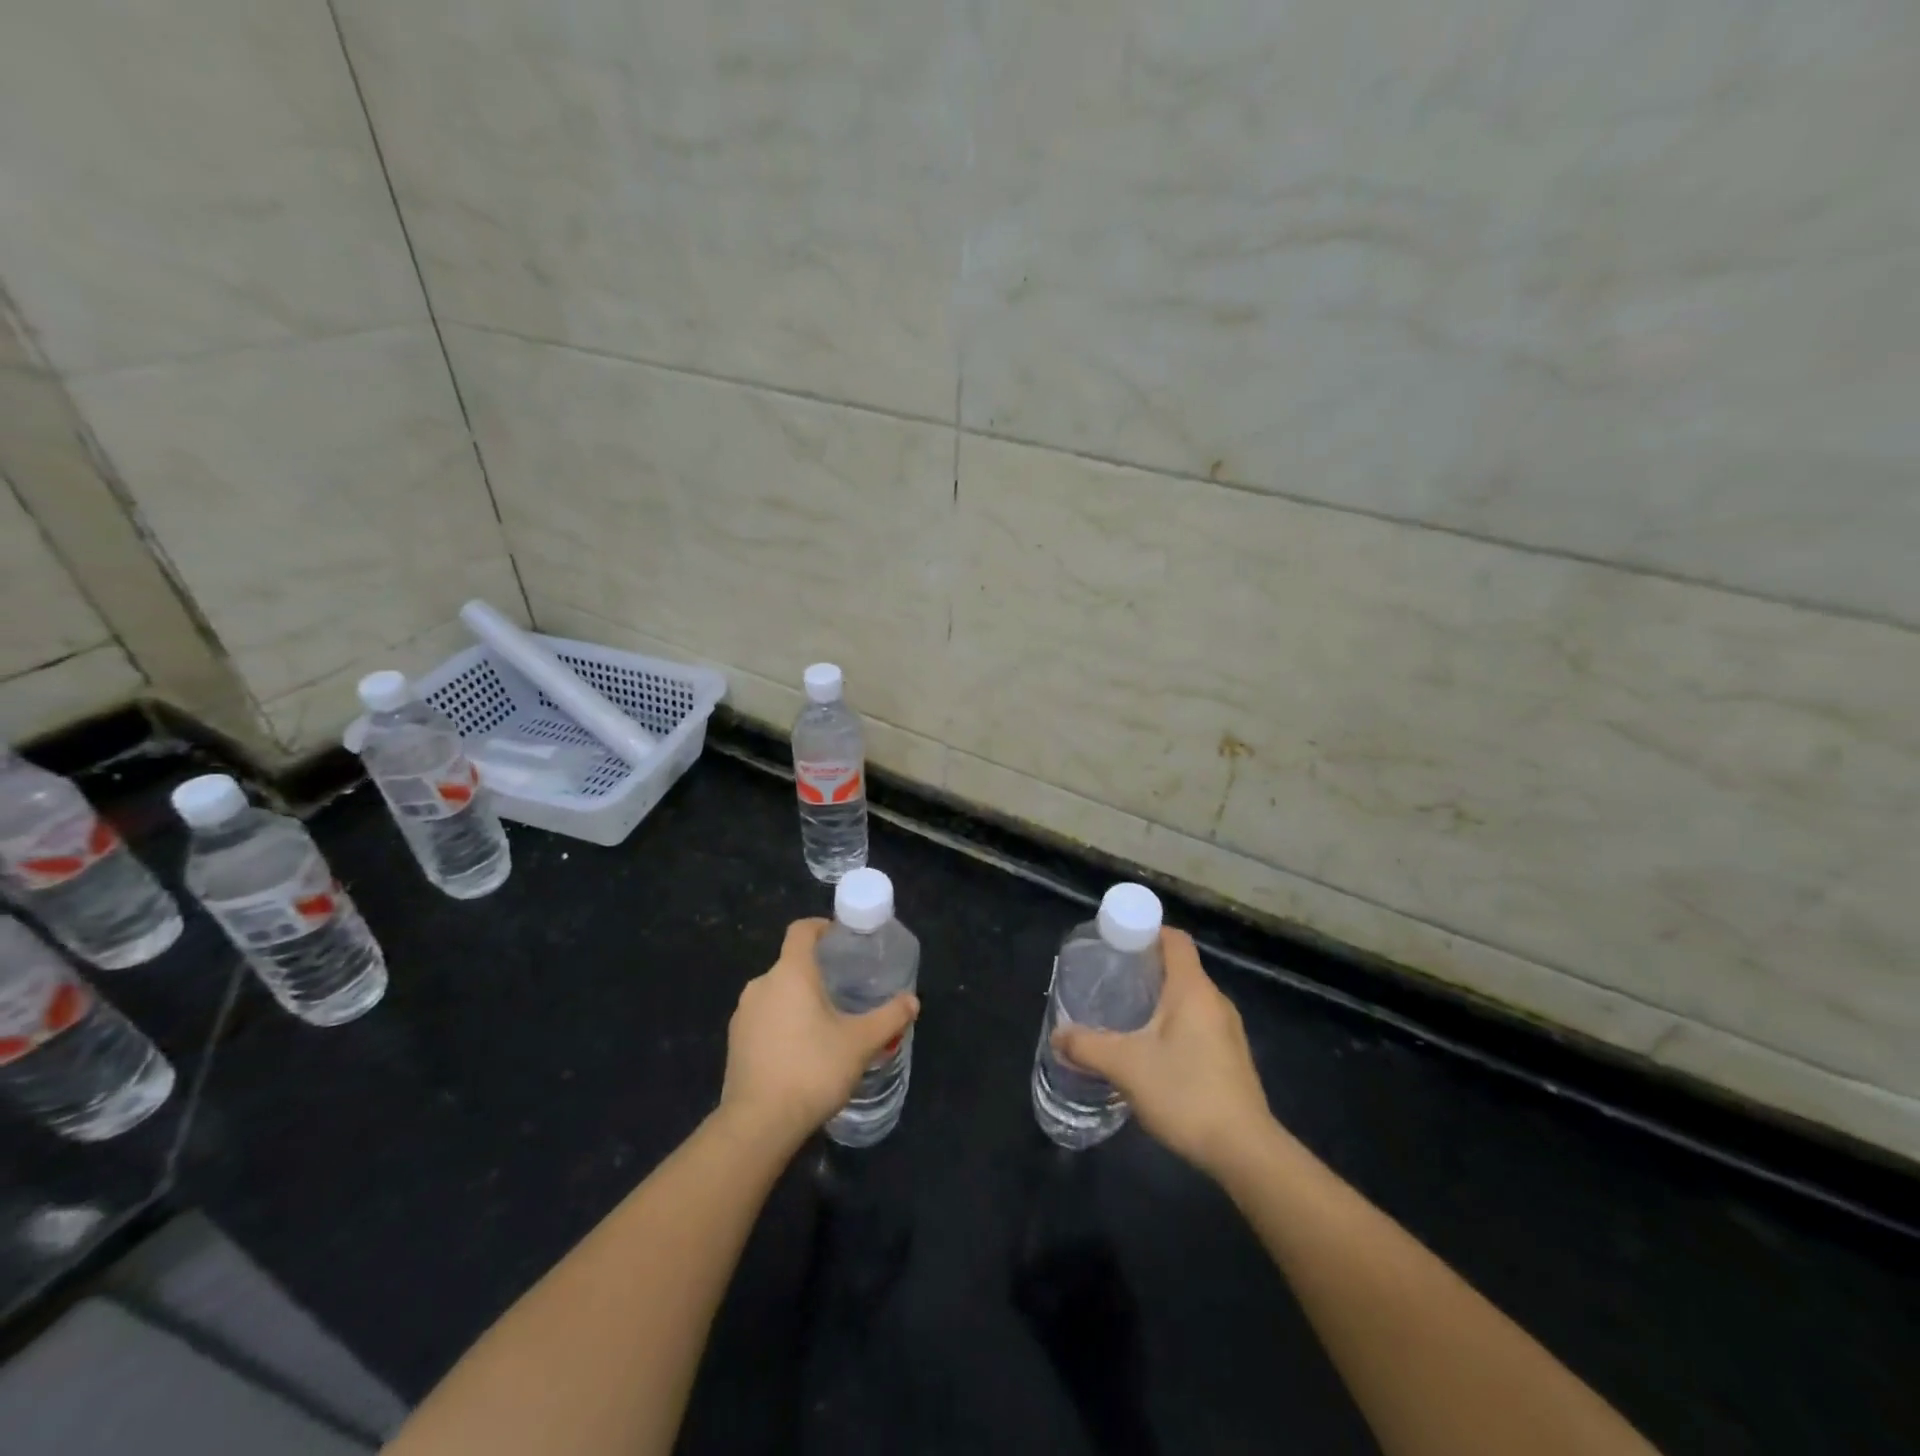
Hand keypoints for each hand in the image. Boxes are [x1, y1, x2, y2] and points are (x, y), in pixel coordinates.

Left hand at [719, 918, 919, 1150]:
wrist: (758, 1125)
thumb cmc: (812, 1069)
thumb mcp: (861, 1043)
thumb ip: (889, 1017)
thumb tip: (912, 1001)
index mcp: (791, 972)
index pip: (801, 930)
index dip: (821, 927)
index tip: (841, 938)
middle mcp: (762, 984)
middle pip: (791, 964)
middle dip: (817, 972)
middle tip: (845, 990)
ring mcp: (743, 1014)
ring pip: (777, 993)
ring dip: (799, 1000)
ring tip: (826, 1024)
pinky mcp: (735, 1042)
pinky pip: (764, 1019)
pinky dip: (783, 1024)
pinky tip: (801, 1051)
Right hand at [1052, 928, 1270, 1176]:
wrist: (1245, 1151)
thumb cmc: (1186, 1093)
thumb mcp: (1126, 1066)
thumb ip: (1087, 1046)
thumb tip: (1058, 1035)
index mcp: (1193, 989)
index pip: (1174, 939)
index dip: (1146, 931)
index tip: (1116, 941)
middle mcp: (1215, 1001)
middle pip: (1179, 967)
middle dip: (1145, 967)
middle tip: (1110, 978)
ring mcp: (1227, 1030)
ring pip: (1188, 998)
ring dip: (1158, 998)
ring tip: (1124, 1012)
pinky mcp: (1230, 1057)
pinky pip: (1197, 1023)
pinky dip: (1173, 1023)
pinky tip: (1150, 1049)